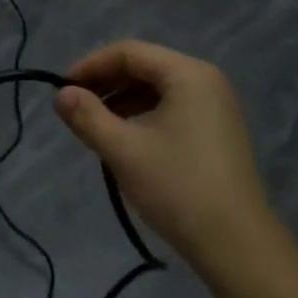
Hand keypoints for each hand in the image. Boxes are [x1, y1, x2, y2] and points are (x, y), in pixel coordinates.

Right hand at [55, 41, 271, 272]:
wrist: (237, 246)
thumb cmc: (178, 188)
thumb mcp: (124, 150)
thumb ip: (87, 117)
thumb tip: (61, 95)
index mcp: (188, 74)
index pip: (129, 52)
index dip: (91, 65)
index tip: (62, 90)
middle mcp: (205, 81)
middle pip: (145, 67)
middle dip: (106, 84)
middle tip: (74, 108)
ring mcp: (215, 107)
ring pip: (157, 90)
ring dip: (122, 101)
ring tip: (94, 126)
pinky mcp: (217, 132)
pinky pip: (172, 109)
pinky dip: (143, 116)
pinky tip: (124, 140)